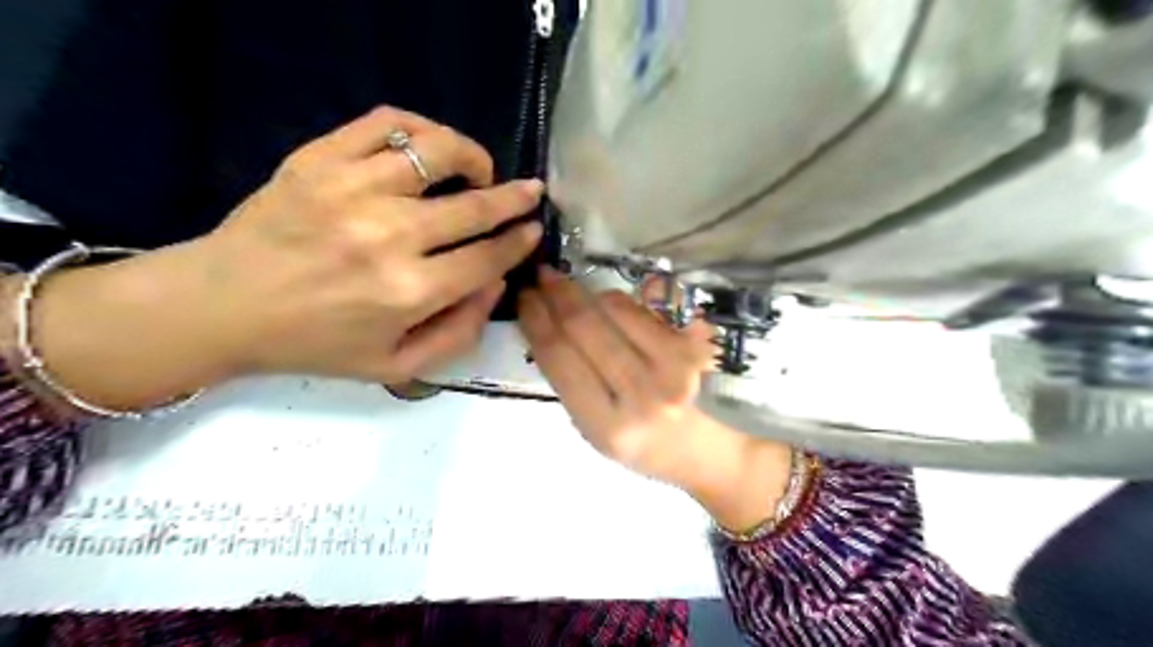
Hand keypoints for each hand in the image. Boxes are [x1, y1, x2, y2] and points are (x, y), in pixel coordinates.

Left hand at [26, 106, 546, 408]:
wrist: (223, 306)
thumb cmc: (316, 343)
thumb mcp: (396, 367)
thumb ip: (459, 333)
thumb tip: (495, 283)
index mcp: (409, 292)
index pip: (487, 257)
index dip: (519, 242)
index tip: (533, 229)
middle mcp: (389, 236)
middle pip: (475, 206)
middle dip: (515, 198)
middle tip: (531, 192)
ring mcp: (352, 189)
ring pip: (438, 151)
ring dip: (473, 158)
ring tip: (478, 171)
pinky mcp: (319, 159)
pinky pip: (386, 124)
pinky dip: (421, 129)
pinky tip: (429, 148)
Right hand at [522, 268, 798, 530]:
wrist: (704, 450)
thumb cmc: (642, 446)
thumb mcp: (595, 429)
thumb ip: (570, 380)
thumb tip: (548, 324)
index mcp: (608, 426)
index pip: (561, 360)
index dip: (537, 321)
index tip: (524, 298)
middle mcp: (642, 395)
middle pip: (586, 328)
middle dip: (558, 294)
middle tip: (542, 275)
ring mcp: (673, 368)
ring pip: (614, 311)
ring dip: (585, 292)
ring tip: (568, 287)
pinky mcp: (691, 348)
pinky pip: (642, 310)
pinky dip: (616, 301)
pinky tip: (604, 301)